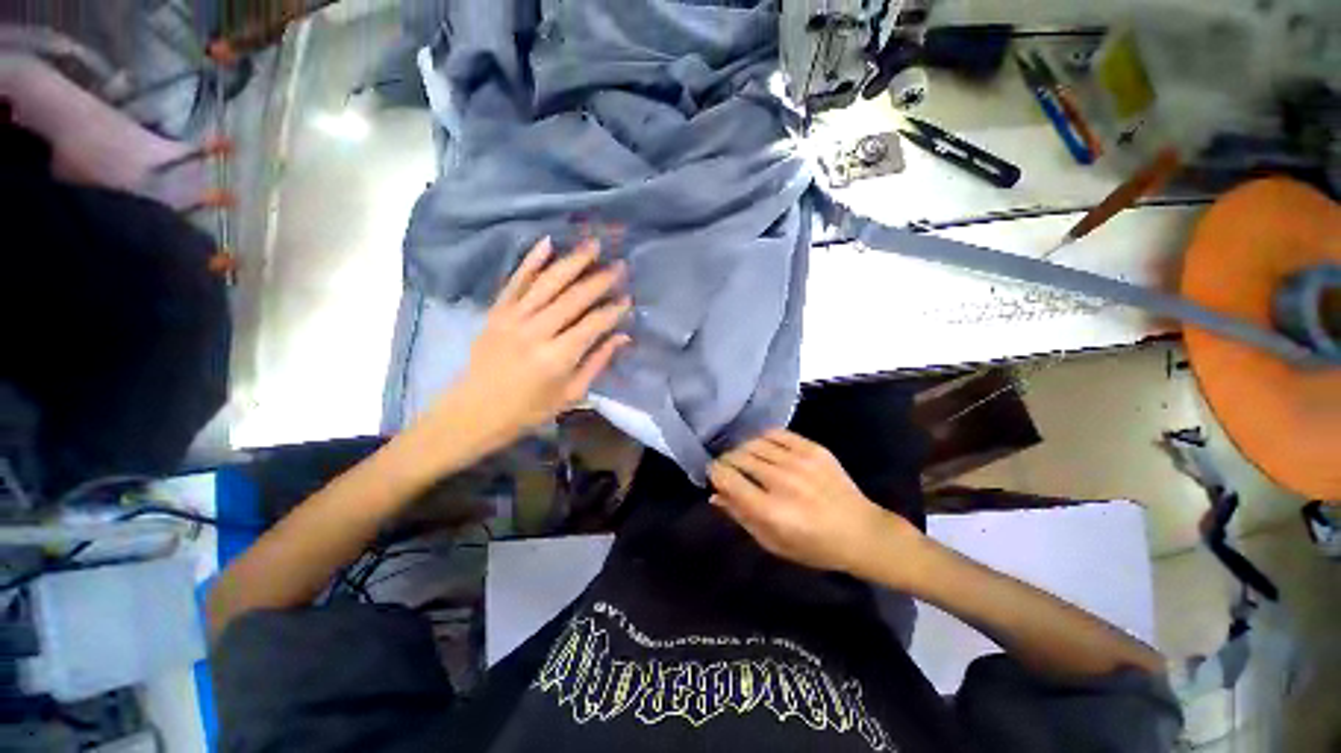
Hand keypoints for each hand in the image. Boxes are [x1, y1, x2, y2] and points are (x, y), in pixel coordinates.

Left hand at [428, 236, 630, 453]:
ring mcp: (513, 318)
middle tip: (619, 265)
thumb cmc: (528, 410)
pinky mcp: (497, 312)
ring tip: (593, 245)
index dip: (613, 311)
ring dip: (572, 262)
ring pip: (548, 283)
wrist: (473, 411)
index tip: (629, 299)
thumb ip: (597, 363)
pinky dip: (531, 261)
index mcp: (557, 357)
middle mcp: (536, 331)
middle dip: (600, 280)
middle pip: (573, 298)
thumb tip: (623, 337)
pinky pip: (516, 281)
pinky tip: (547, 243)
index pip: (593, 325)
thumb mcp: (570, 395)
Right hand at [709, 430, 919, 575]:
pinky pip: (775, 433)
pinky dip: (763, 439)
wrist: (862, 531)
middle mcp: (781, 480)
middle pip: (738, 457)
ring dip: (742, 450)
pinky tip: (764, 448)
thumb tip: (715, 494)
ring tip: (746, 459)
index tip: (714, 475)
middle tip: (729, 469)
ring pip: (753, 443)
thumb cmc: (814, 546)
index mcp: (770, 510)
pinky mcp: (813, 448)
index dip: (714, 473)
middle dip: (727, 462)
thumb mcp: (772, 542)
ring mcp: (799, 460)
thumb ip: (741, 516)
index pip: (727, 478)